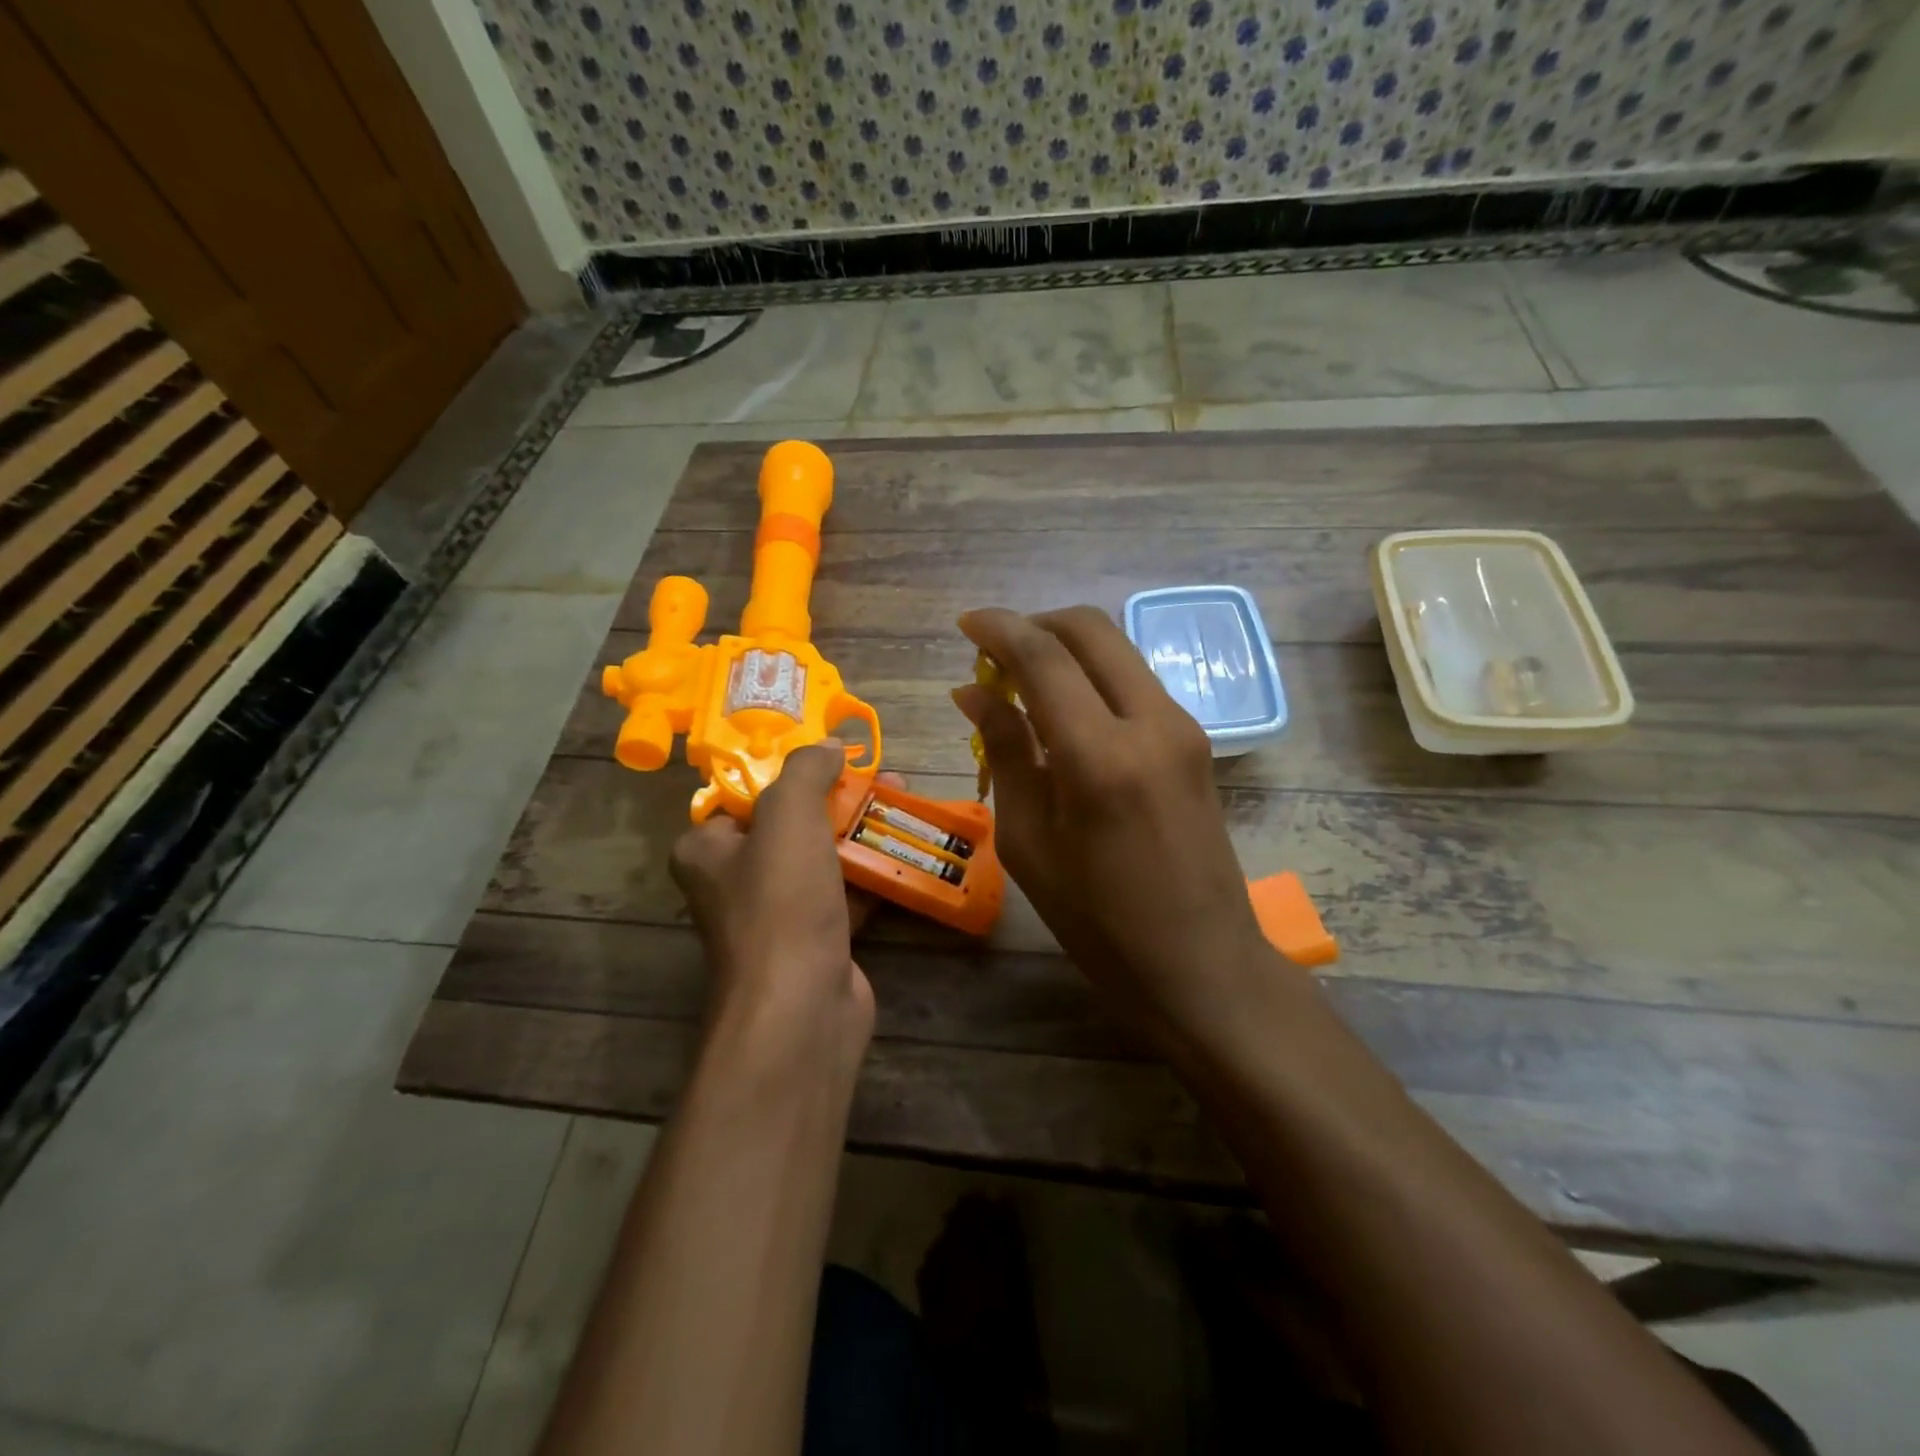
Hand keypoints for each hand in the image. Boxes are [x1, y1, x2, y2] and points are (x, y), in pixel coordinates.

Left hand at [668, 743, 875, 1074]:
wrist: (802, 1008)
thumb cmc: (781, 903)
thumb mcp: (788, 817)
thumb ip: (806, 770)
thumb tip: (829, 746)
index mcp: (708, 849)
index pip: (746, 795)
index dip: (791, 770)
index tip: (834, 755)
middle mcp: (735, 881)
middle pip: (792, 823)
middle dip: (840, 797)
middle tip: (882, 776)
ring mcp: (777, 916)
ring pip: (823, 858)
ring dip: (861, 832)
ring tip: (903, 802)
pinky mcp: (816, 941)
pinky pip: (845, 894)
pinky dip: (872, 873)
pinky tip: (904, 849)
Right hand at [953, 607, 1281, 1048]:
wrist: (1201, 963)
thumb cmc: (1098, 920)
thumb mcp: (1029, 842)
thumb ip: (1005, 752)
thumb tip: (972, 692)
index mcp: (1100, 756)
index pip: (1043, 656)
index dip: (998, 629)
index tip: (965, 623)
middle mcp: (1150, 722)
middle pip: (1090, 629)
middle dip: (1036, 624)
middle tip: (994, 652)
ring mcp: (1182, 727)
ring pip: (1117, 650)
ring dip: (1066, 649)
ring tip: (1022, 684)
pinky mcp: (1194, 740)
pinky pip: (1134, 682)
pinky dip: (1092, 677)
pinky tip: (1063, 713)